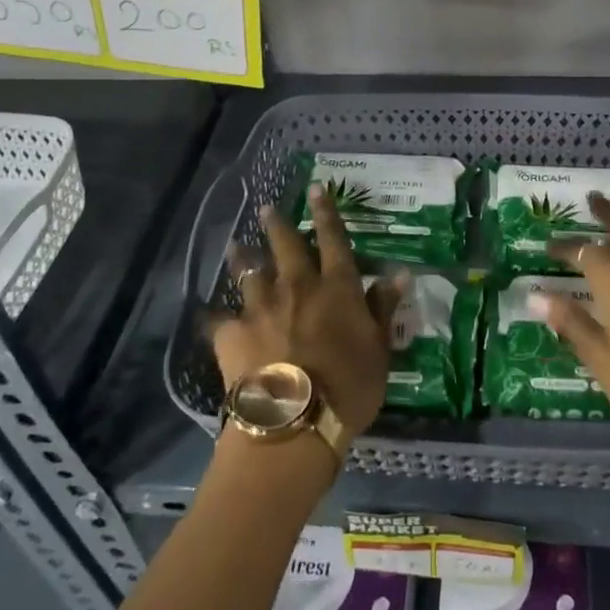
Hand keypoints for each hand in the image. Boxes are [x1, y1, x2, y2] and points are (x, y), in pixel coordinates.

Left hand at [212, 185, 404, 437]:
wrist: (293, 421)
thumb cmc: (348, 387)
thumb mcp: (379, 349)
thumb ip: (383, 309)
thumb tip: (399, 273)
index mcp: (335, 287)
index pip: (333, 238)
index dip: (326, 211)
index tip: (316, 188)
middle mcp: (296, 286)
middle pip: (285, 245)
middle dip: (277, 223)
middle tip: (266, 208)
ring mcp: (260, 307)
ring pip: (249, 272)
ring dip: (242, 257)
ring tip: (235, 246)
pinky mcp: (231, 333)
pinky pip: (220, 319)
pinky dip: (218, 316)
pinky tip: (210, 315)